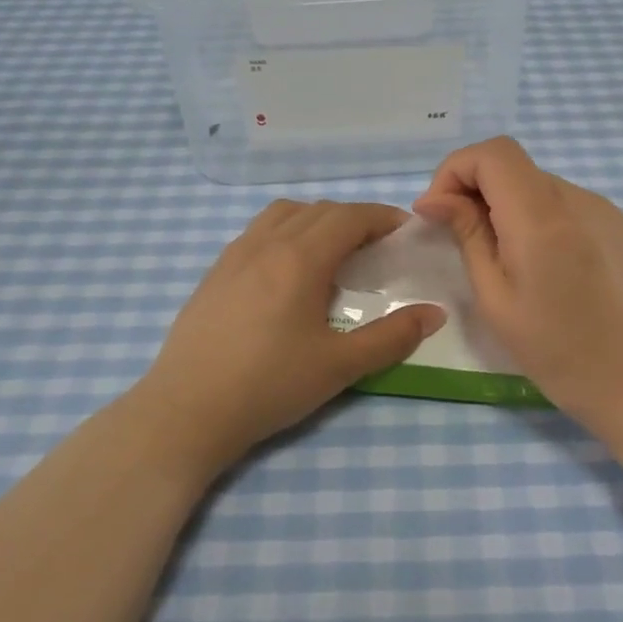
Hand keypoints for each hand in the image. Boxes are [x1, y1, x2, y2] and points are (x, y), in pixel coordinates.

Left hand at [133, 200, 445, 469]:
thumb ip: (392, 337)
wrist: (187, 410)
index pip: (349, 218)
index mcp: (300, 259)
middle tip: (377, 245)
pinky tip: (286, 269)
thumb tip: (435, 314)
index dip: (381, 217)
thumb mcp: (340, 366)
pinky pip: (257, 232)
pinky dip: (285, 232)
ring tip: (332, 250)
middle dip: (354, 218)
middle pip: (318, 211)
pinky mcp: (214, 273)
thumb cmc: (269, 386)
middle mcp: (266, 244)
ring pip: (283, 214)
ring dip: (316, 219)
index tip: (404, 229)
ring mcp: (234, 255)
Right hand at [413, 138, 622, 435]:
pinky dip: (537, 218)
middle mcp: (575, 198)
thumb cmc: (556, 348)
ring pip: (536, 185)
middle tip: (461, 240)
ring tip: (505, 260)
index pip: (491, 153)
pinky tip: (543, 266)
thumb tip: (434, 199)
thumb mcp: (495, 297)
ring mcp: (602, 208)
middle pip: (512, 166)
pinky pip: (563, 204)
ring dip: (506, 206)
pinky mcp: (617, 224)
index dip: (454, 171)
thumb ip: (467, 235)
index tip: (439, 213)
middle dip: (475, 191)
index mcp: (540, 216)